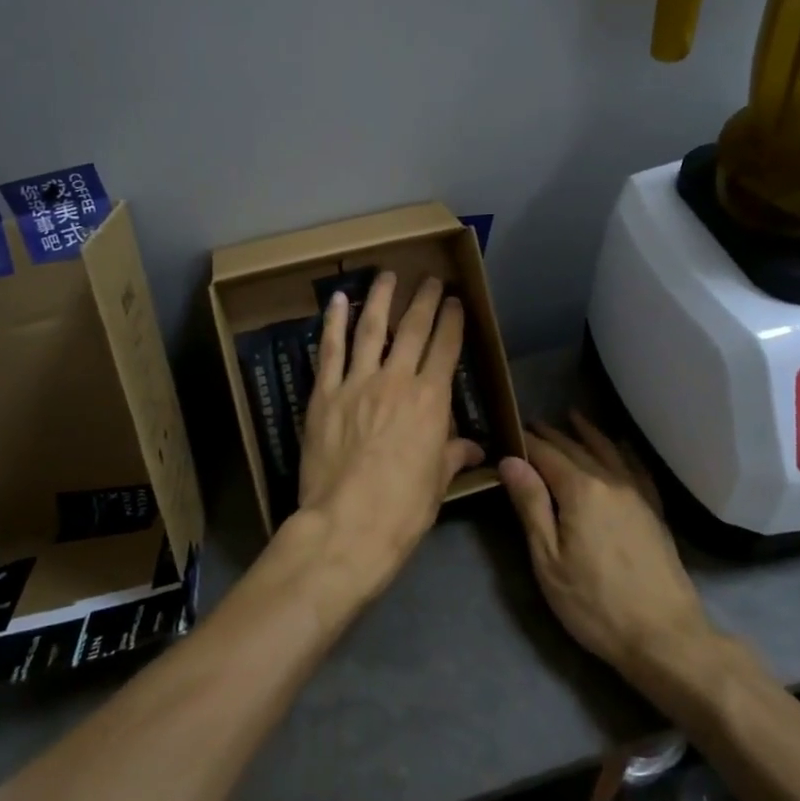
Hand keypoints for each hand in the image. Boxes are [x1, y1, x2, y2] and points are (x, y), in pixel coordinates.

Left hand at [275, 272, 481, 606]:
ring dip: (381, 298)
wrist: (347, 525)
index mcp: (431, 400)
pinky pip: (330, 350)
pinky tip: (338, 300)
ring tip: (387, 275)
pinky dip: (334, 323)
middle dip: (424, 300)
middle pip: (413, 329)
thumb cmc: (402, 509)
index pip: (446, 348)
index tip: (455, 301)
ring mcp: (357, 383)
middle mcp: (397, 381)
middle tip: (430, 279)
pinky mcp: (324, 394)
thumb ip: (453, 455)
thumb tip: (475, 448)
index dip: (452, 321)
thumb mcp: (437, 483)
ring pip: (371, 329)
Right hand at [499, 412, 710, 674]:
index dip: (526, 442)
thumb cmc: (595, 603)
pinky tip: (621, 446)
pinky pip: (637, 468)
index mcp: (581, 490)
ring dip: (587, 433)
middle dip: (552, 435)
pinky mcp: (654, 510)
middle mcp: (611, 481)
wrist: (665, 636)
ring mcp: (637, 494)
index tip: (508, 431)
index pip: (546, 454)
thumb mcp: (548, 560)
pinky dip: (624, 451)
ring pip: (609, 451)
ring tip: (572, 417)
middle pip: (576, 448)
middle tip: (532, 424)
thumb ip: (531, 505)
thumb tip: (511, 460)